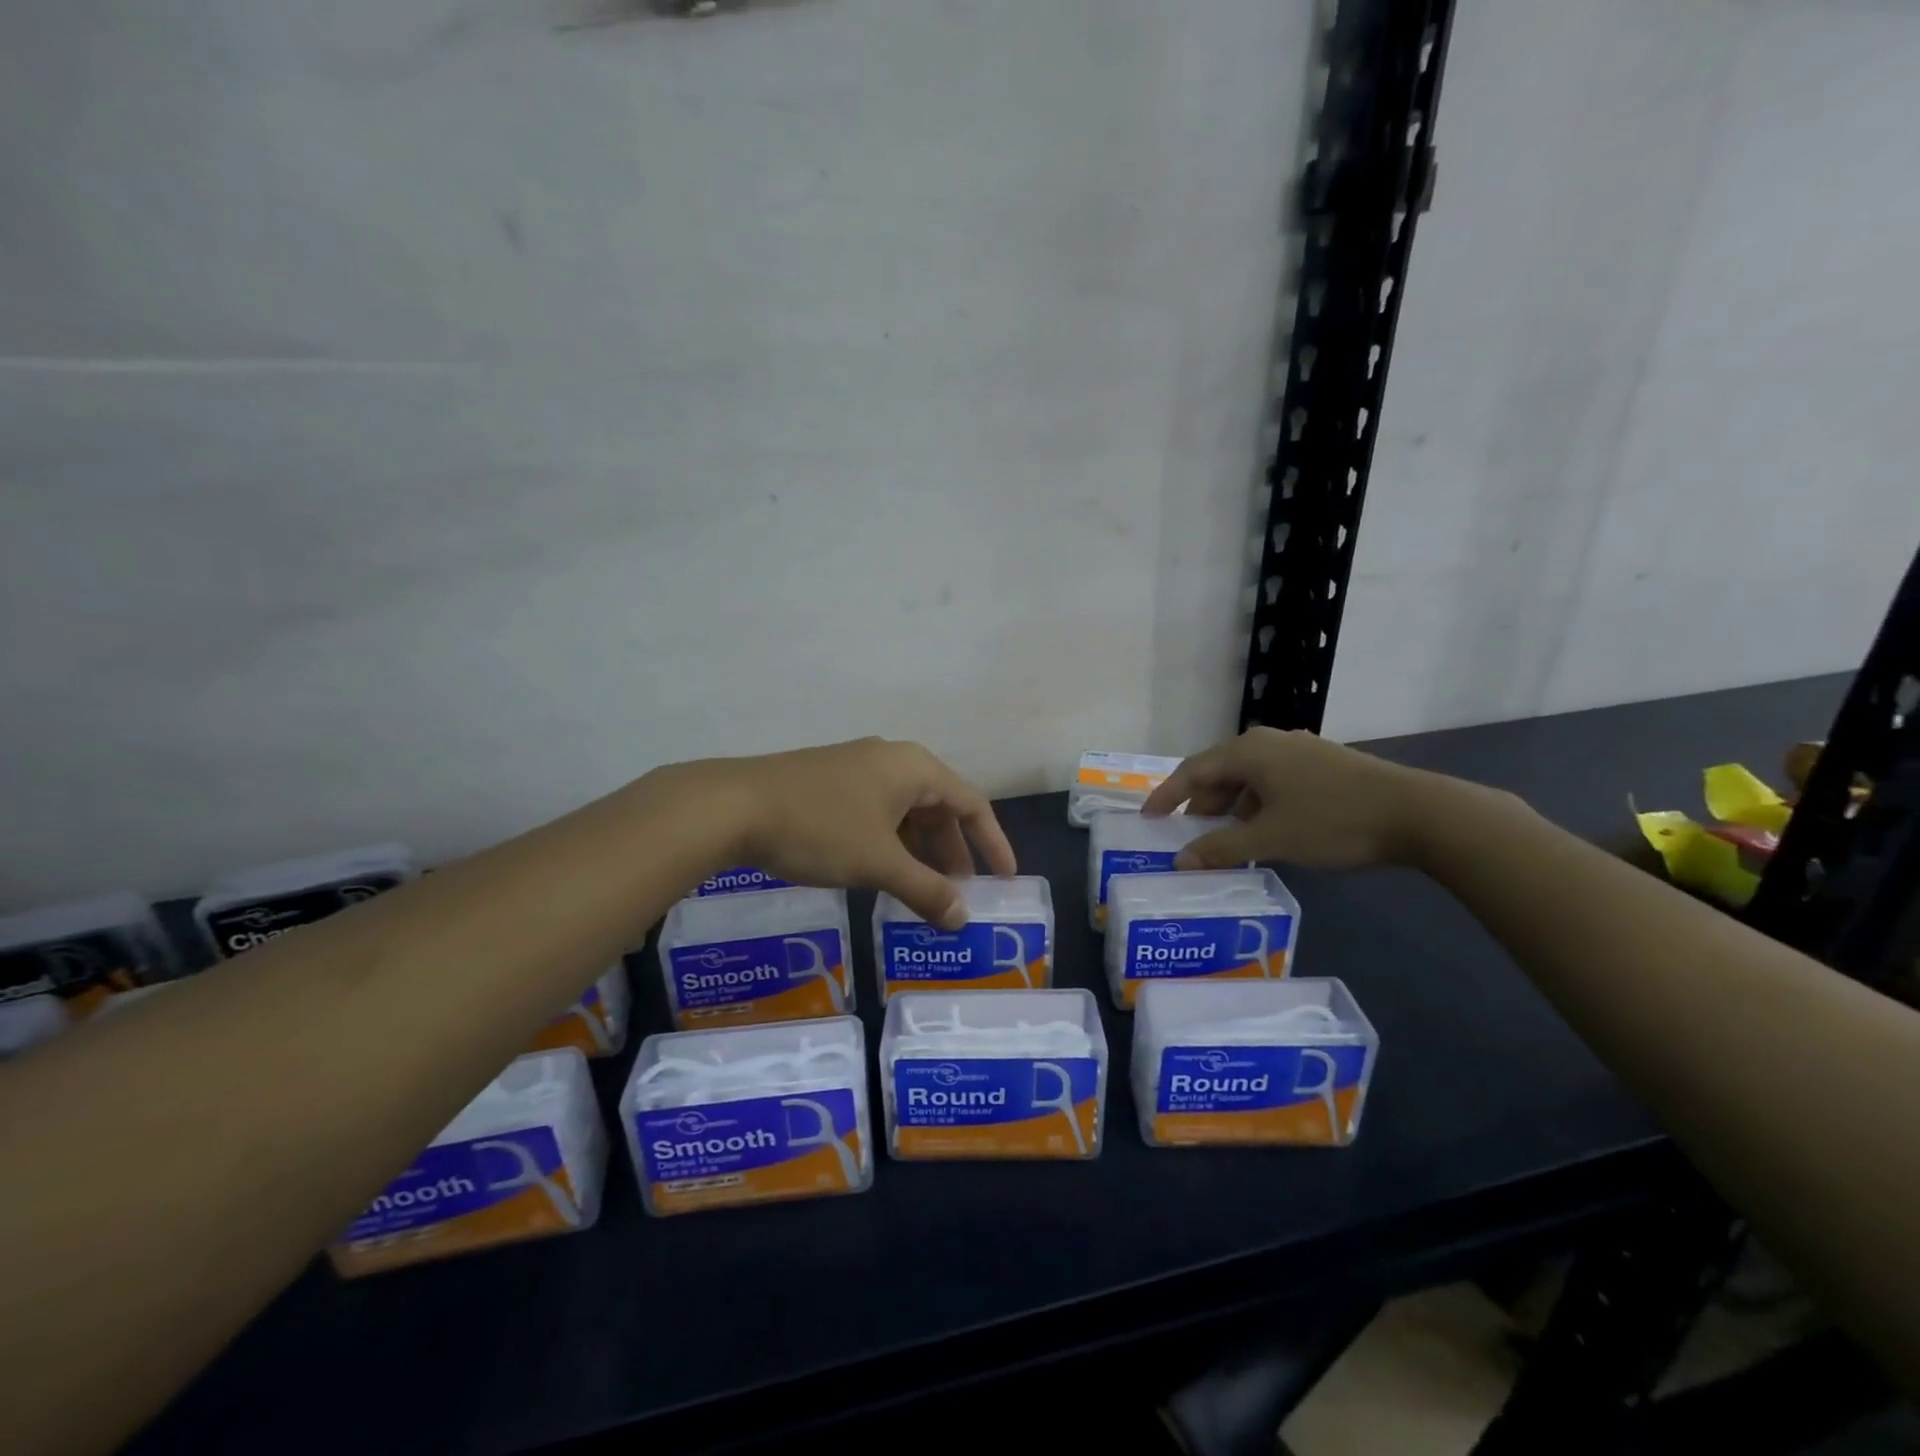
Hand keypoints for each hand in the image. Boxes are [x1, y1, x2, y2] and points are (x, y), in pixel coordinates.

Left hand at [673, 738, 1015, 928]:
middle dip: (953, 852)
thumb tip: (962, 919)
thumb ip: (926, 891)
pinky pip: (877, 812)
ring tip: (922, 891)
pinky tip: (880, 872)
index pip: (972, 804)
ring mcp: (857, 767)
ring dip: (920, 851)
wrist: (732, 806)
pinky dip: (890, 843)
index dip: (993, 844)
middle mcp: (892, 760)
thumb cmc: (819, 828)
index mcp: (915, 768)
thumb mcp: (879, 864)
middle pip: (939, 807)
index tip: (1005, 879)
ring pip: (905, 811)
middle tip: (959, 894)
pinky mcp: (829, 781)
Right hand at [1141, 728, 1435, 871]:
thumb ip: (1220, 848)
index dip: (1167, 795)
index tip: (1147, 819)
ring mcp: (1299, 751)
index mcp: (1249, 751)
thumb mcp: (1271, 838)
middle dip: (1200, 804)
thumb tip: (1179, 861)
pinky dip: (1257, 805)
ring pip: (1248, 778)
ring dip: (1230, 807)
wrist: (1418, 814)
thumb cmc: (1333, 821)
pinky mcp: (1323, 765)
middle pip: (1219, 771)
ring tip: (1224, 839)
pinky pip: (1273, 782)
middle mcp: (1269, 742)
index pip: (1193, 770)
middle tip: (1187, 836)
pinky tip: (1264, 831)